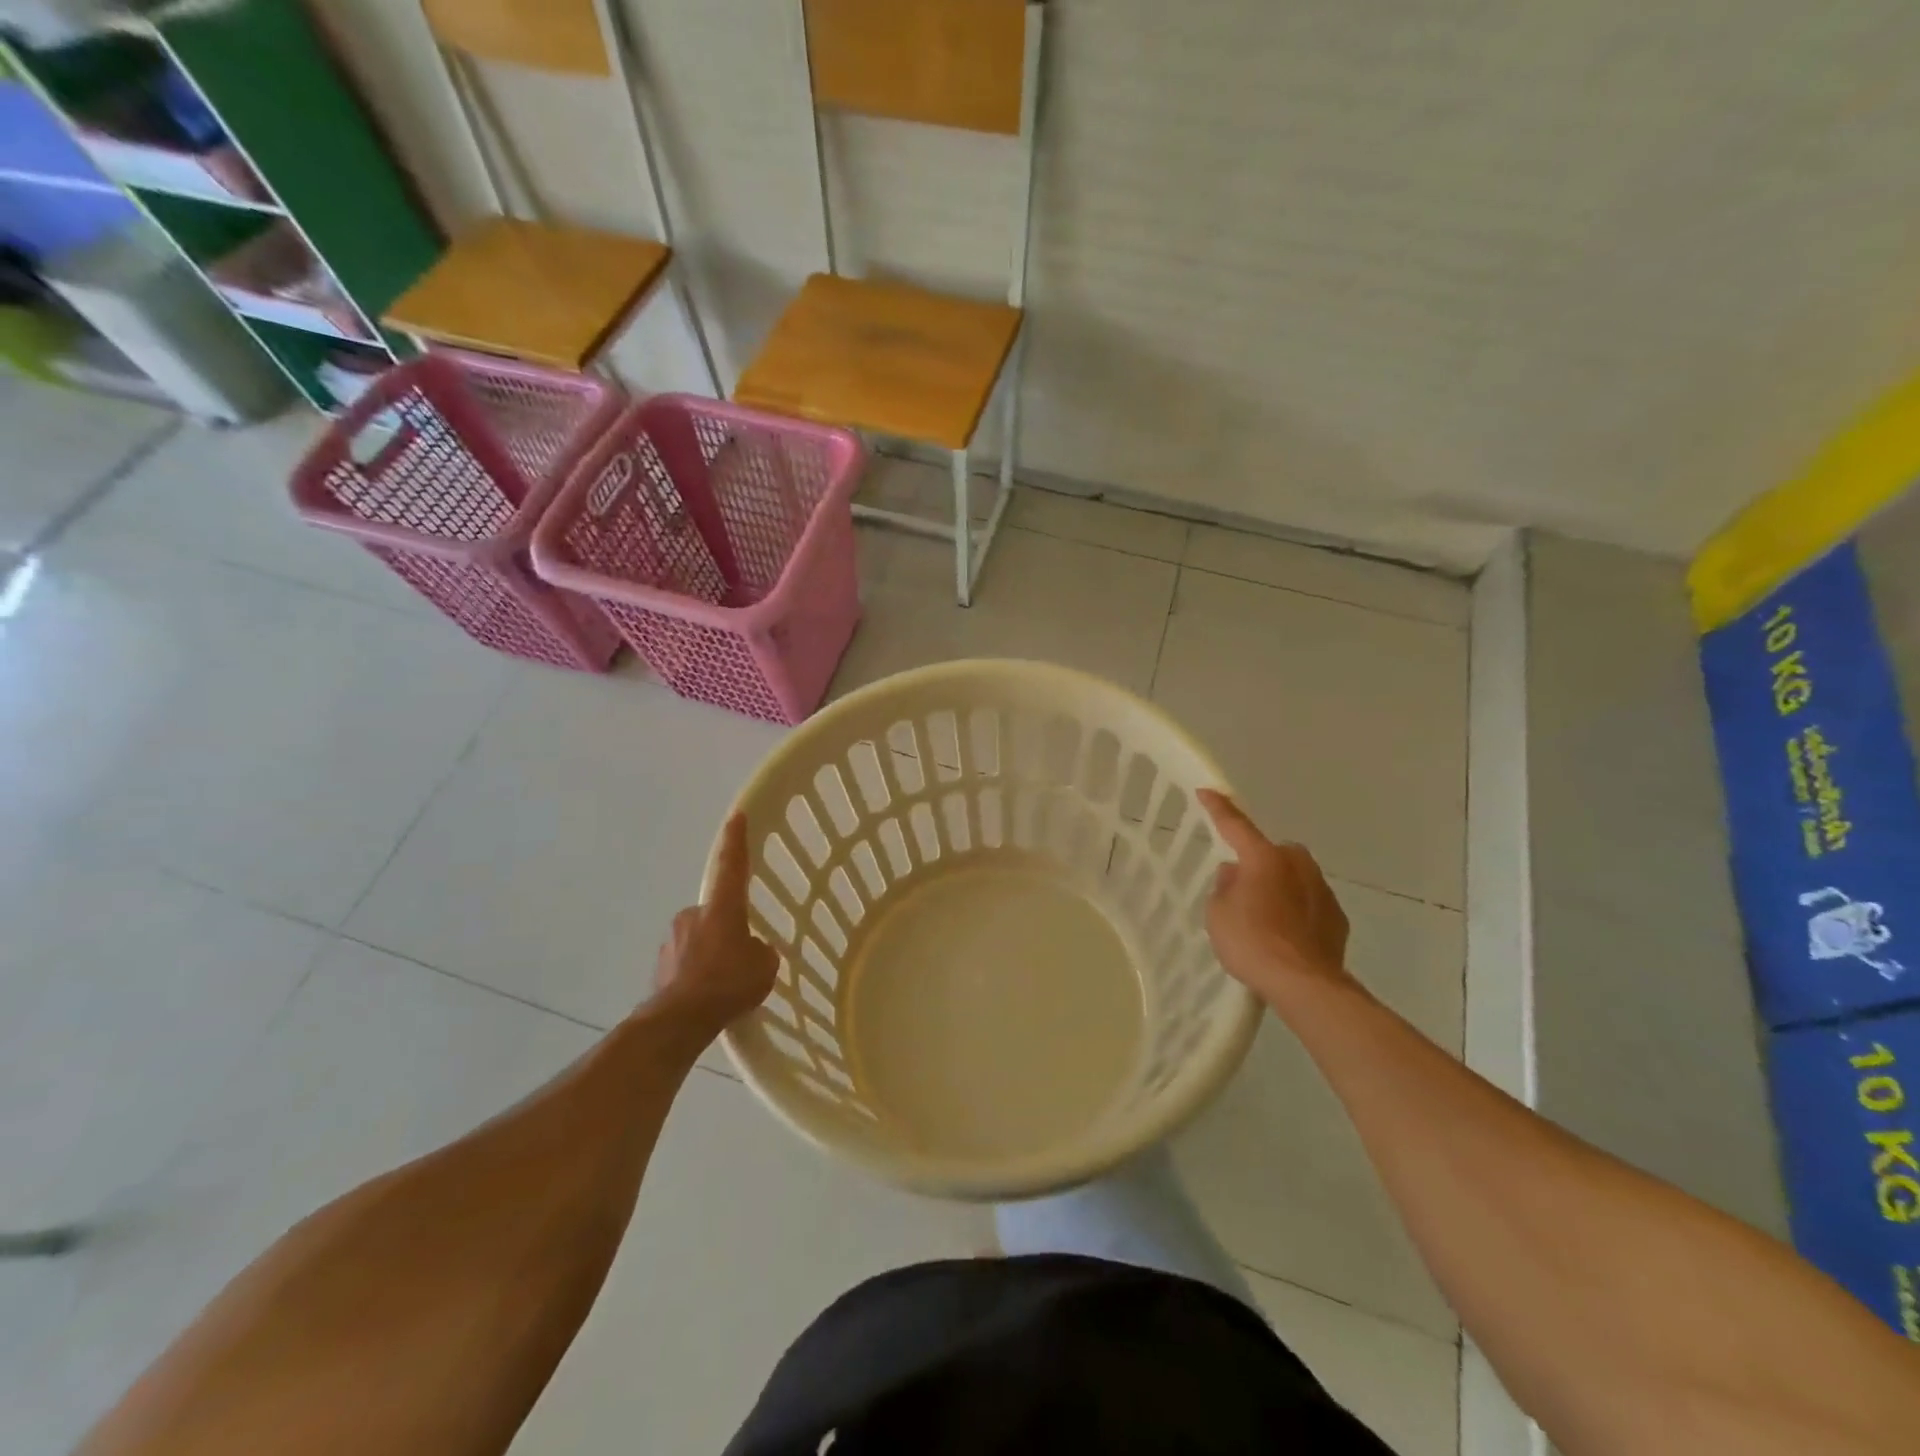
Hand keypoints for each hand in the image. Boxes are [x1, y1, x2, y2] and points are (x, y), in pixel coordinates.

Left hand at [651, 813, 779, 1035]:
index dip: (736, 841)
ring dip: (711, 952)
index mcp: (722, 908)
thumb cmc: (728, 983)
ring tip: (725, 984)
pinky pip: (686, 962)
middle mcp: (693, 915)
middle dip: (726, 927)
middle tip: (741, 954)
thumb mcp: (764, 966)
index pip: (732, 865)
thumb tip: (751, 951)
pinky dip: (697, 973)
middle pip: (715, 912)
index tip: (736, 816)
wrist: (680, 1020)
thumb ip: (760, 951)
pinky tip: (708, 996)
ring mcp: (672, 940)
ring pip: (699, 938)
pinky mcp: (660, 966)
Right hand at [1197, 790, 1356, 1008]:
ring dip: (1279, 887)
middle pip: (1272, 852)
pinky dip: (1297, 911)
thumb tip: (1235, 875)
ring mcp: (1322, 889)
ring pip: (1294, 876)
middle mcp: (1297, 864)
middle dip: (1259, 861)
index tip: (1207, 791)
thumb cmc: (1251, 942)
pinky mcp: (1336, 917)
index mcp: (1263, 858)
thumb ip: (1224, 887)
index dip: (1219, 808)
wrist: (1304, 984)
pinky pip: (1309, 902)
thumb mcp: (1217, 914)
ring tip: (1264, 917)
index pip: (1235, 825)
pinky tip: (1286, 935)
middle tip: (1241, 886)